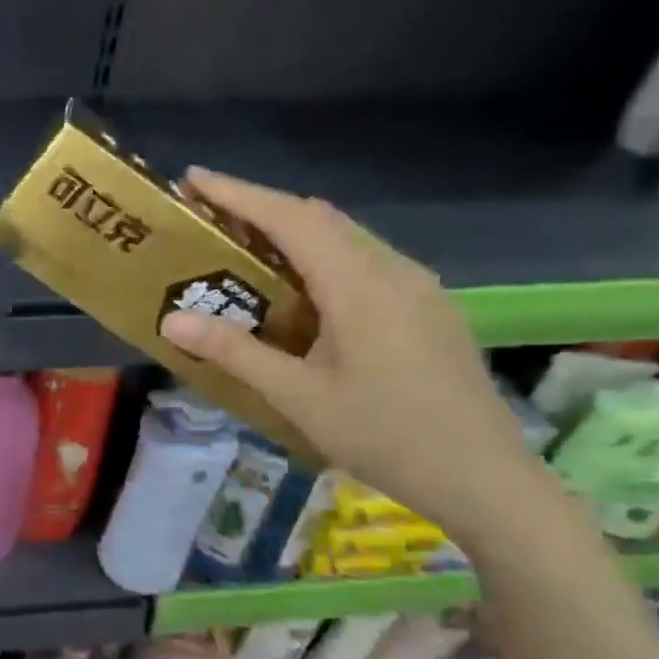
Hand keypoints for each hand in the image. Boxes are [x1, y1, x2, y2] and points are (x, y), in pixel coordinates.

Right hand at [158, 169, 549, 544]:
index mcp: (361, 286)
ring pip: (346, 238)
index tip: (194, 178)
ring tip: (243, 245)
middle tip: (208, 213)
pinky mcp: (427, 310)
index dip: (240, 194)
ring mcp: (418, 289)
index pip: (293, 219)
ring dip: (292, 231)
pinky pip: (364, 262)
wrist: (486, 479)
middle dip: (262, 207)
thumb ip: (234, 352)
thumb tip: (172, 319)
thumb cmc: (385, 435)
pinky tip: (299, 289)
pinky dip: (320, 257)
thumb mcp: (297, 397)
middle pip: (320, 219)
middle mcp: (394, 272)